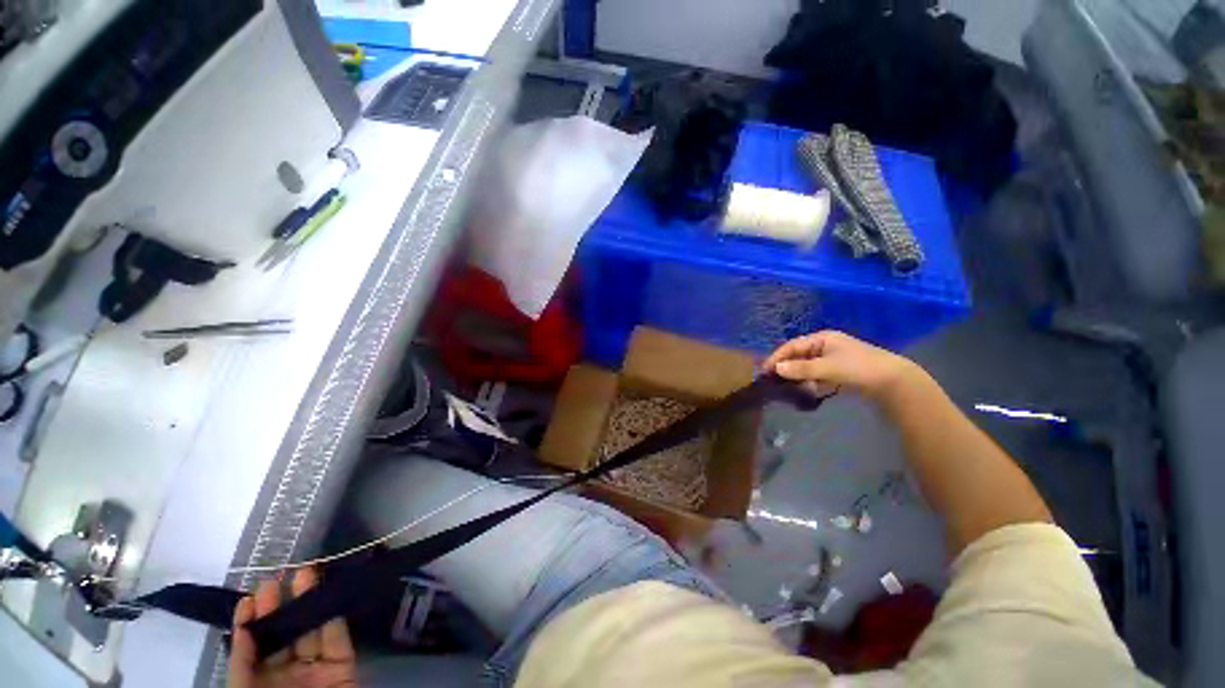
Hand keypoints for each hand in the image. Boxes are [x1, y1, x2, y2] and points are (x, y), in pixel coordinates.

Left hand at [228, 569, 357, 687]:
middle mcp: (285, 675)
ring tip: (303, 574)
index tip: (249, 599)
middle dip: (279, 605)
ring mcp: (316, 670)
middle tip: (277, 578)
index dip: (249, 624)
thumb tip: (241, 629)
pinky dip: (332, 615)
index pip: (251, 649)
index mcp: (258, 686)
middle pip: (282, 635)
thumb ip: (241, 666)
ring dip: (308, 602)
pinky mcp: (343, 666)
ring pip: (311, 630)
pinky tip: (326, 595)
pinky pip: (337, 639)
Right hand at [762, 331, 921, 401]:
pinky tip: (809, 390)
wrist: (895, 382)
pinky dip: (811, 382)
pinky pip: (817, 375)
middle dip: (786, 367)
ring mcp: (833, 359)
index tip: (765, 370)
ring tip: (790, 387)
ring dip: (798, 376)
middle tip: (773, 381)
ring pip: (807, 366)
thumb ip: (801, 369)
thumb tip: (776, 369)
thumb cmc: (859, 368)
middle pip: (798, 355)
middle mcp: (825, 345)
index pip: (792, 345)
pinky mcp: (839, 372)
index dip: (777, 357)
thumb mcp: (828, 367)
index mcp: (822, 338)